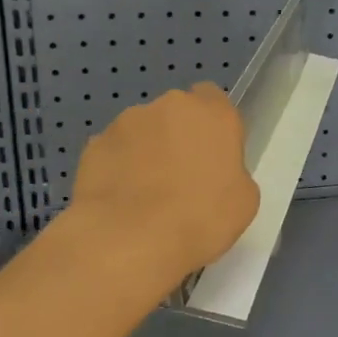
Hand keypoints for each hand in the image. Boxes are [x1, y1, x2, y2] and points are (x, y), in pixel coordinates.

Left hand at [68, 84, 259, 285]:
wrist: (130, 239)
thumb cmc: (201, 219)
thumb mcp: (244, 201)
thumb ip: (232, 172)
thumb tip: (215, 173)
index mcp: (213, 114)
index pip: (213, 97)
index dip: (212, 124)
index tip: (212, 153)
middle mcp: (170, 106)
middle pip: (176, 112)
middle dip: (177, 136)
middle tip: (180, 177)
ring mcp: (126, 121)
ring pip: (142, 130)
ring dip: (146, 151)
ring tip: (144, 194)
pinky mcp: (94, 144)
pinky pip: (114, 151)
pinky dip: (118, 168)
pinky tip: (120, 200)